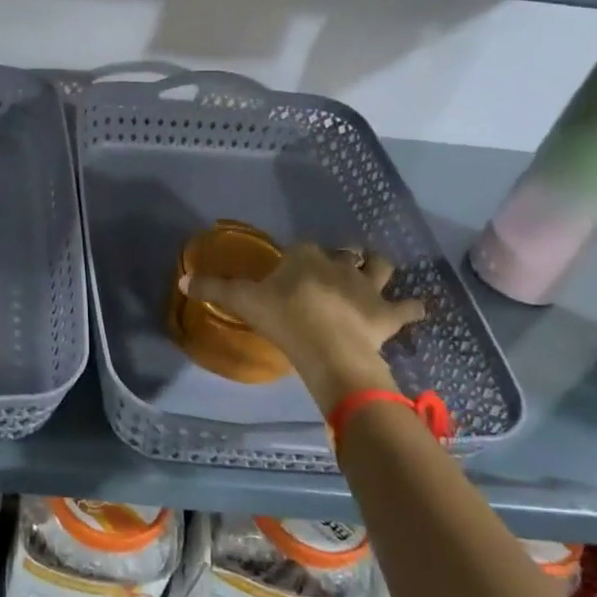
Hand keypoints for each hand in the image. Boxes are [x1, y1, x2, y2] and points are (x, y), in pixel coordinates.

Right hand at [187, 244, 426, 410]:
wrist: (329, 349)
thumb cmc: (284, 319)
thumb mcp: (242, 302)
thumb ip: (214, 289)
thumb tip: (183, 280)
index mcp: (304, 256)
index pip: (302, 248)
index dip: (299, 257)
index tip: (291, 270)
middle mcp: (339, 264)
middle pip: (343, 253)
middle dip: (341, 258)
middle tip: (333, 272)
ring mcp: (367, 287)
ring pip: (380, 267)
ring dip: (378, 269)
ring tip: (375, 276)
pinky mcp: (388, 313)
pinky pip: (408, 307)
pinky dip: (412, 308)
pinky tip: (414, 310)